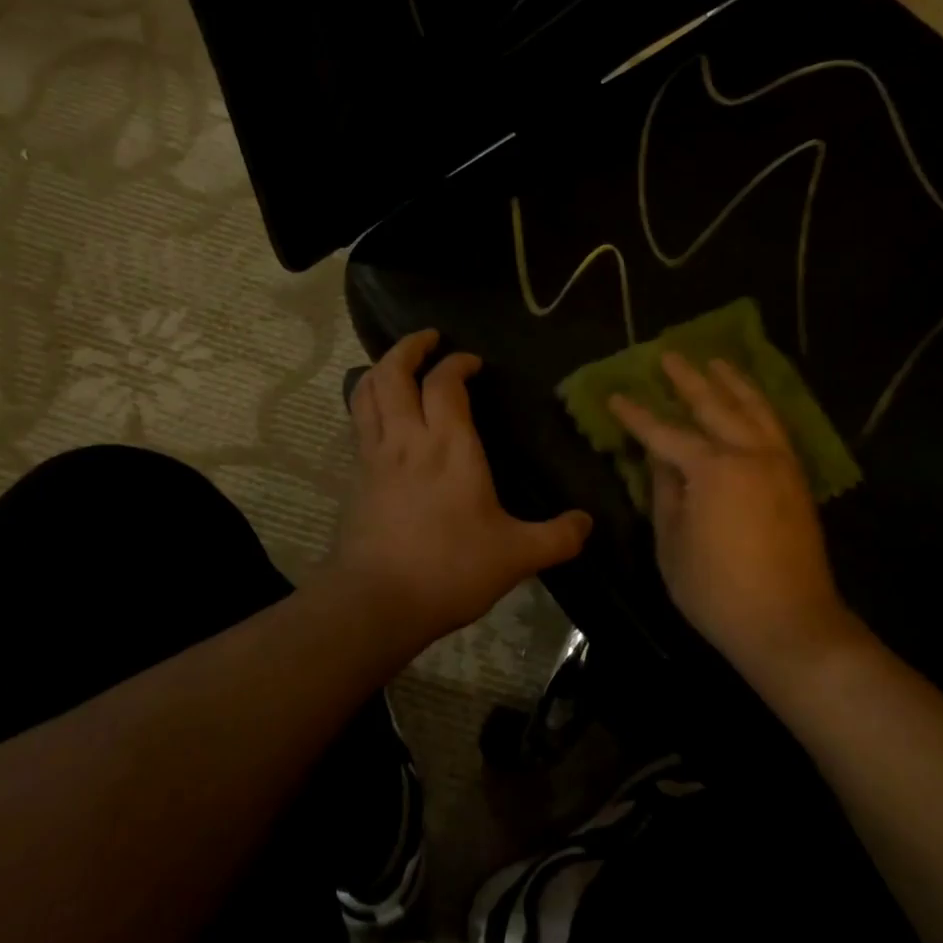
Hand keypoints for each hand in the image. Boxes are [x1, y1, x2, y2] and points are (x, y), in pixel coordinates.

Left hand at [330, 330, 592, 650]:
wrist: (376, 602)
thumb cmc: (450, 569)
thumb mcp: (516, 556)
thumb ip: (557, 537)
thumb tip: (587, 523)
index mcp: (449, 446)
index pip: (445, 384)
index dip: (457, 364)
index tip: (472, 363)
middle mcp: (408, 439)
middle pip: (394, 373)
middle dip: (409, 348)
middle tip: (429, 339)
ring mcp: (375, 456)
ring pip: (367, 391)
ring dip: (381, 368)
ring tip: (399, 364)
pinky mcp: (356, 476)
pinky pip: (358, 421)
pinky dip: (367, 401)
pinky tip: (380, 412)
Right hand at [608, 353, 860, 675]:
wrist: (790, 624)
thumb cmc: (718, 591)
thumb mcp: (672, 544)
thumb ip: (666, 493)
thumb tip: (660, 459)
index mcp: (712, 470)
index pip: (665, 434)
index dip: (637, 416)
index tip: (616, 396)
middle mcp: (749, 454)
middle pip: (714, 406)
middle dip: (688, 380)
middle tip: (669, 355)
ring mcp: (779, 463)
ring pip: (754, 408)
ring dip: (732, 382)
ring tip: (716, 362)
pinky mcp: (797, 479)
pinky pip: (776, 426)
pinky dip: (760, 405)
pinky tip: (752, 400)